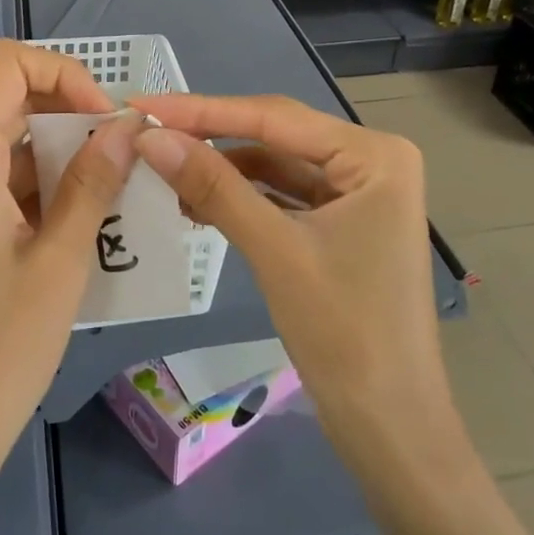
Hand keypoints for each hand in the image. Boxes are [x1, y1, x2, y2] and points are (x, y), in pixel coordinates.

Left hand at [0, 40, 139, 490]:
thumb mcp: (60, 261)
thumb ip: (92, 184)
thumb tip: (126, 126)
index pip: (7, 65)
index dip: (62, 73)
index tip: (104, 121)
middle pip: (11, 100)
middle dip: (73, 114)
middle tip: (122, 158)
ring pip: (13, 145)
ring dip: (66, 155)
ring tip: (115, 196)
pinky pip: (7, 184)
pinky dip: (49, 188)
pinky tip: (87, 227)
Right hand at [129, 94, 455, 450]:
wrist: (390, 427)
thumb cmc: (345, 334)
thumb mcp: (274, 250)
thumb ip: (213, 186)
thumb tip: (151, 138)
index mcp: (374, 155)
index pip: (274, 118)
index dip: (202, 111)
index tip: (142, 106)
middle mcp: (371, 161)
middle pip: (275, 137)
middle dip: (210, 138)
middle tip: (146, 134)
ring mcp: (358, 193)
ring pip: (275, 166)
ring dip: (222, 170)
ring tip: (163, 174)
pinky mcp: (342, 223)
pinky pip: (282, 196)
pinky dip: (241, 197)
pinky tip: (197, 202)